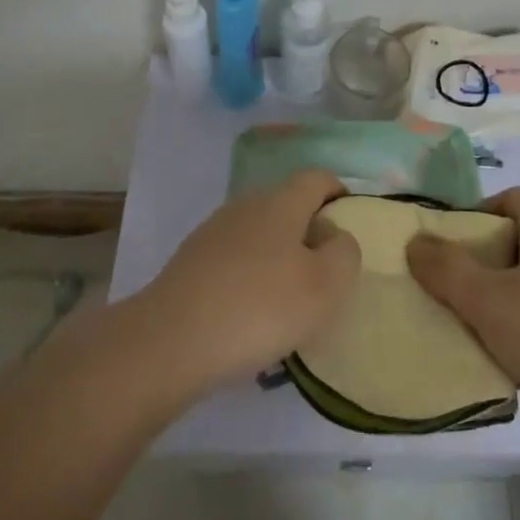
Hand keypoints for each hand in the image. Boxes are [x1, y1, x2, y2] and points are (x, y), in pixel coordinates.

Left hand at [135, 170, 360, 396]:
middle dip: (310, 230)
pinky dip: (252, 275)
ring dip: (280, 255)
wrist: (170, 340)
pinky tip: (252, 314)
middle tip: (325, 272)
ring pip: (260, 232)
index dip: (338, 193)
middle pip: (288, 204)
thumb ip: (344, 254)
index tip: (350, 223)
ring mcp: (214, 231)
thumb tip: (336, 236)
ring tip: (290, 299)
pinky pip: (235, 257)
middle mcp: (246, 205)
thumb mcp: (325, 287)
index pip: (317, 178)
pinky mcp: (192, 260)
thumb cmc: (259, 308)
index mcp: (281, 202)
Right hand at [406, 187, 519, 456]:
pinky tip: (515, 356)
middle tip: (457, 284)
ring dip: (508, 294)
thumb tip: (416, 240)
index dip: (481, 210)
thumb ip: (446, 269)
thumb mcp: (487, 302)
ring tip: (479, 323)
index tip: (454, 242)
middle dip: (488, 257)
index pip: (514, 197)